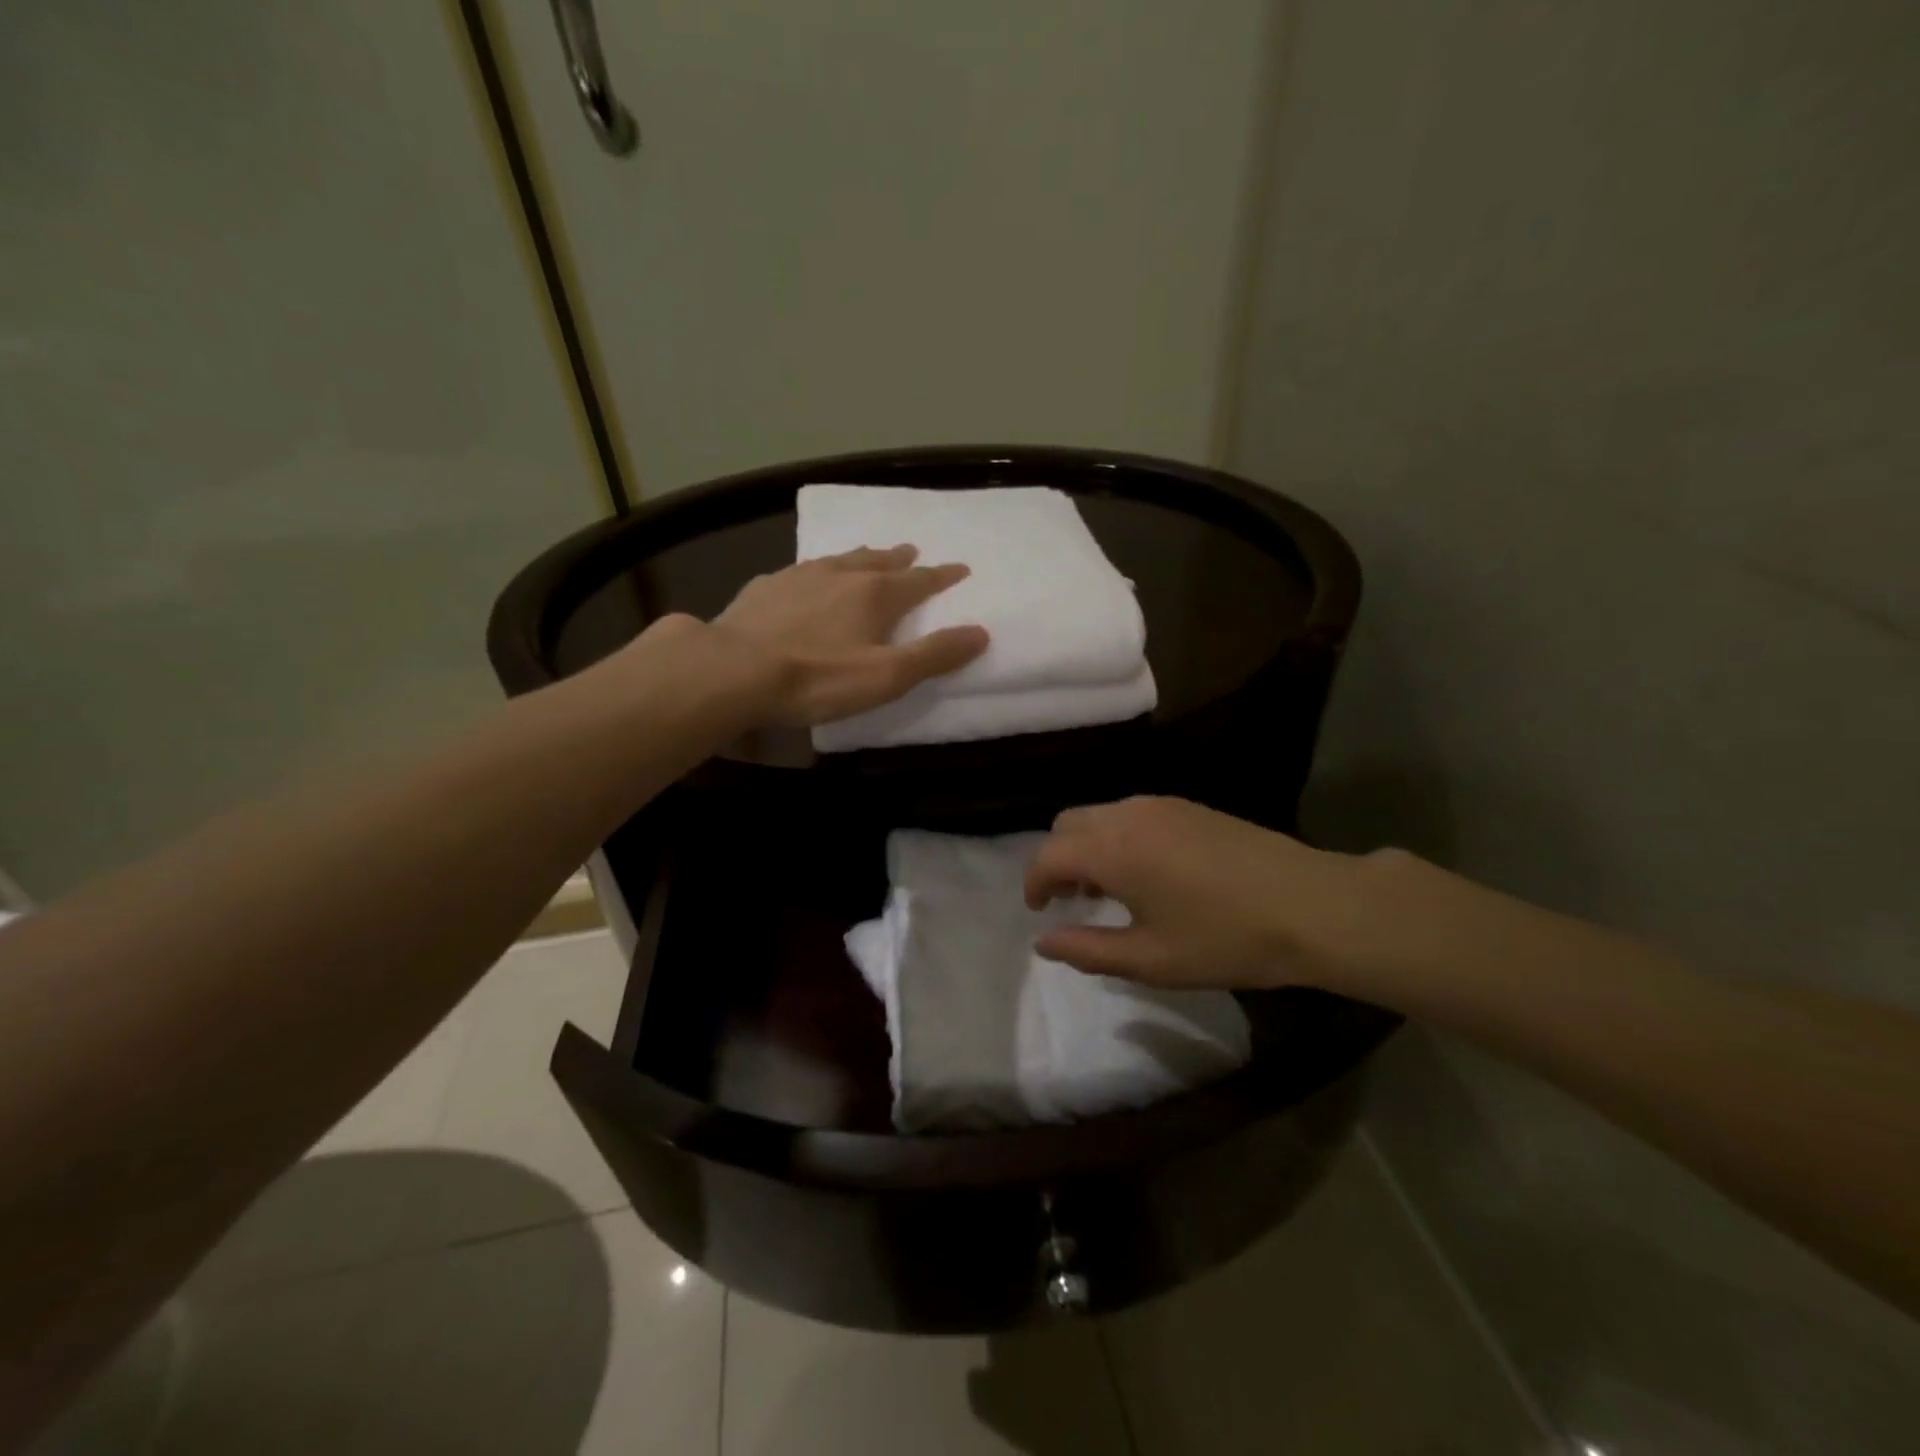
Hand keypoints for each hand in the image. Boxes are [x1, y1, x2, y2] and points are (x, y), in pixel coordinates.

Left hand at [701, 545, 988, 726]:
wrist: (733, 670)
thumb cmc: (817, 678)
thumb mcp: (886, 676)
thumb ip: (934, 655)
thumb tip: (980, 632)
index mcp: (874, 594)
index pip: (919, 581)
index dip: (942, 576)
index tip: (960, 569)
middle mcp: (840, 575)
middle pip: (879, 561)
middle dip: (900, 559)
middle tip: (913, 551)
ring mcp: (799, 577)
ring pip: (840, 559)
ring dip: (861, 557)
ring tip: (870, 555)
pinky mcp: (765, 587)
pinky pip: (802, 570)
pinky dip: (819, 570)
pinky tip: (809, 577)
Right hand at [1023, 796, 1388, 992]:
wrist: (1312, 906)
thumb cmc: (1226, 940)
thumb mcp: (1151, 960)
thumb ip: (1087, 950)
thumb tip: (1043, 942)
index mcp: (1112, 850)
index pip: (1048, 855)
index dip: (1033, 883)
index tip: (1039, 912)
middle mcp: (1128, 815)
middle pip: (1068, 824)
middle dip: (1057, 859)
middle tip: (1071, 900)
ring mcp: (1161, 805)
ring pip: (1100, 815)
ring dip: (1088, 846)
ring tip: (1109, 889)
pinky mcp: (1188, 806)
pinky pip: (1130, 813)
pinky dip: (1117, 836)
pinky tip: (1147, 872)